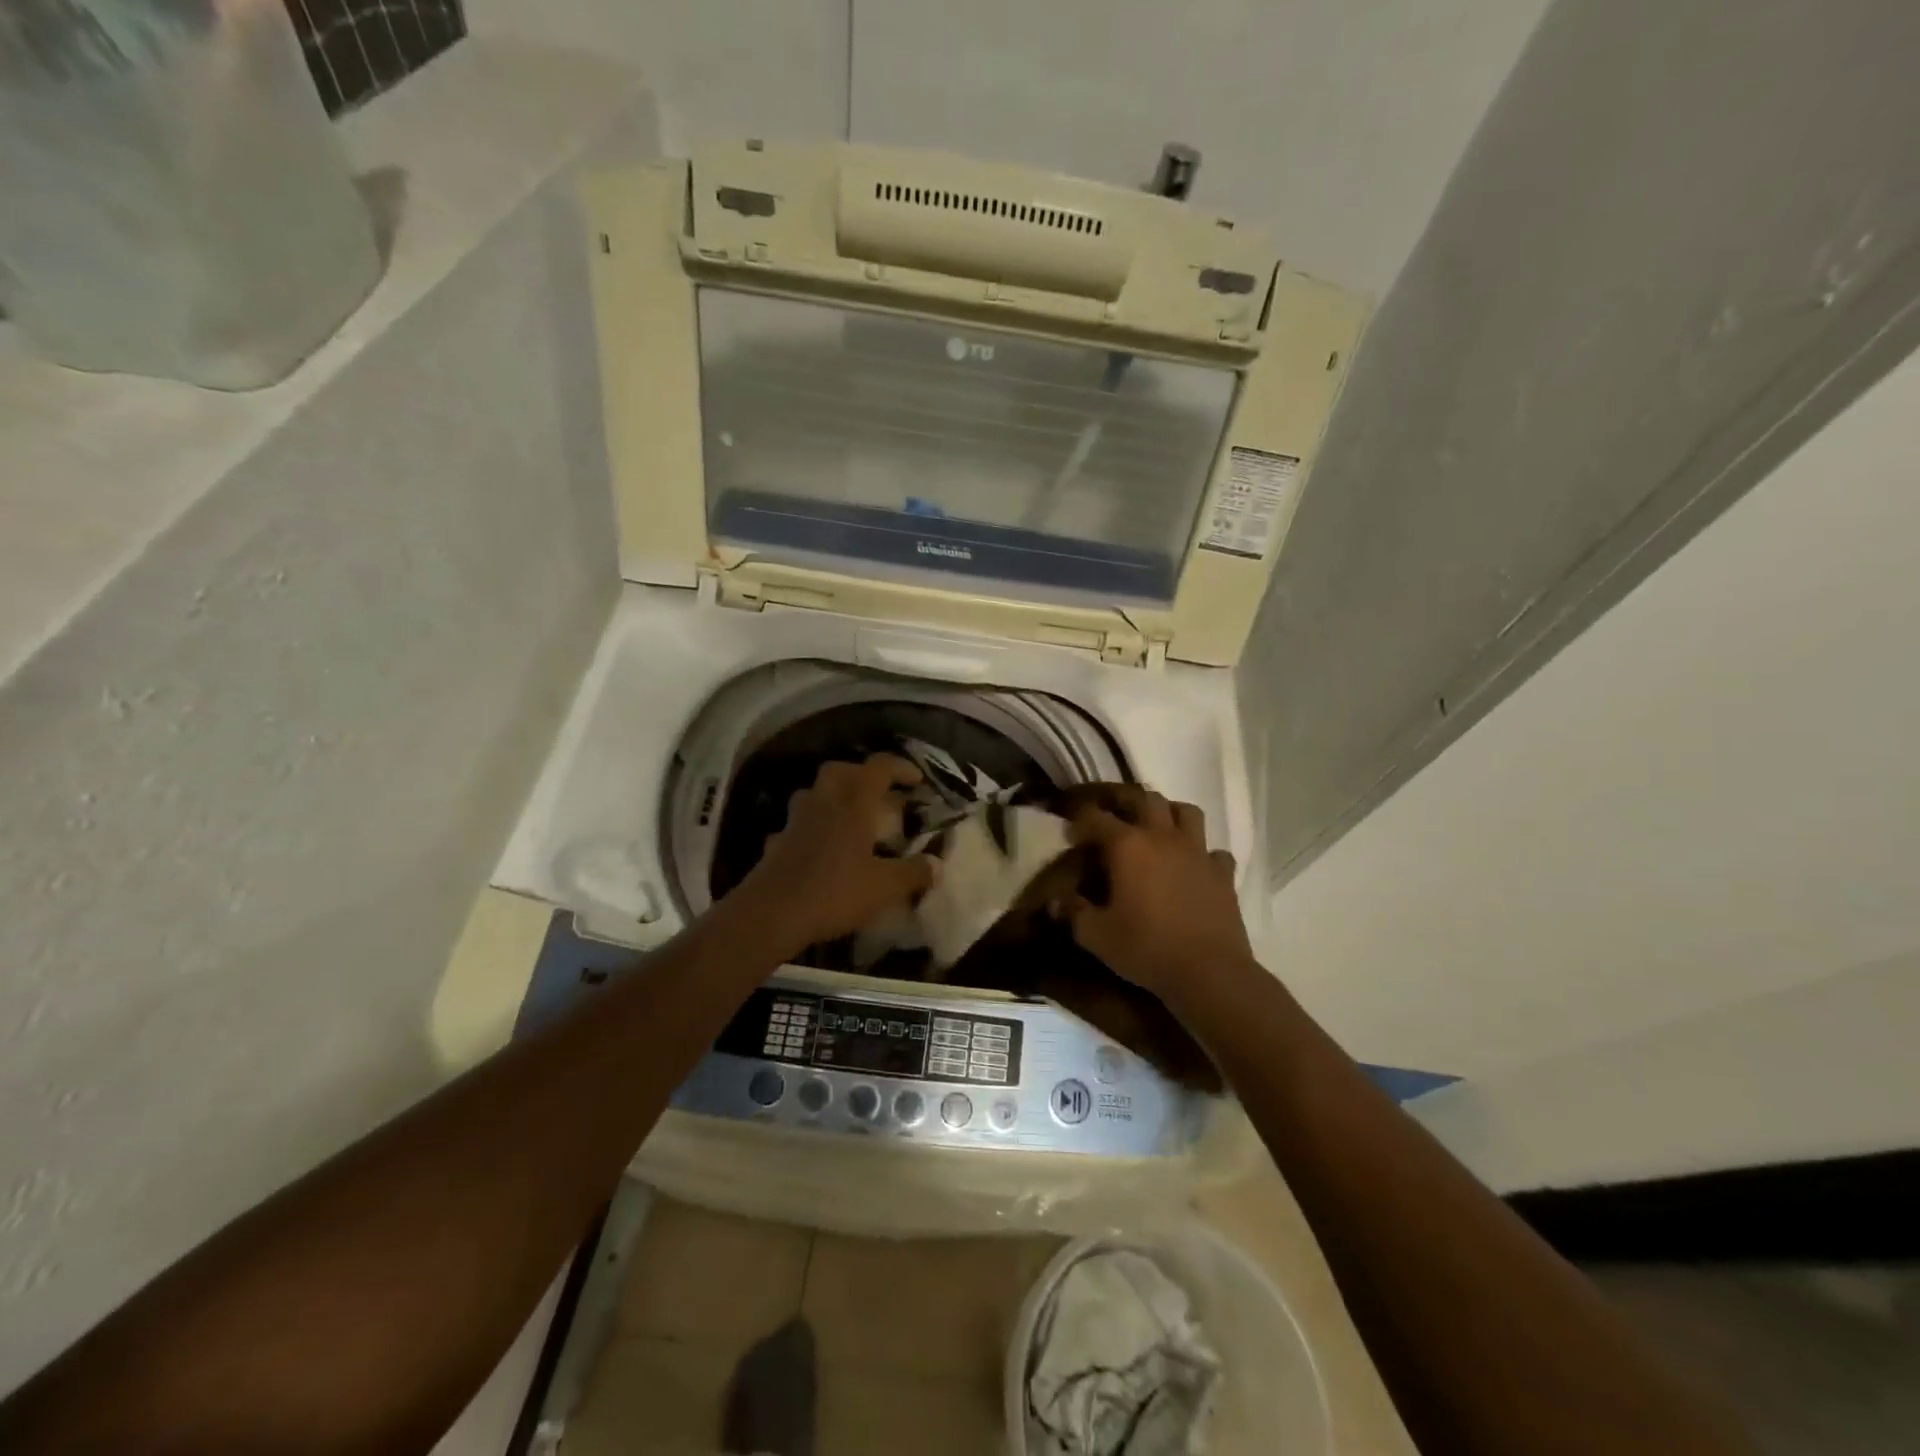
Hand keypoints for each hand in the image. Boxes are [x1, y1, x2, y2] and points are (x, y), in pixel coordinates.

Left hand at [735, 755, 935, 953]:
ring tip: (852, 817)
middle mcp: (824, 801)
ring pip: (817, 793)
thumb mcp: (884, 887)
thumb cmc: (834, 891)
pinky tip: (822, 847)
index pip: (879, 767)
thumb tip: (936, 864)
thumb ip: (913, 873)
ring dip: (835, 797)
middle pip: (842, 771)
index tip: (917, 781)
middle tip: (881, 795)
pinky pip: (799, 824)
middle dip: (864, 776)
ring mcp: (796, 819)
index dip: (901, 768)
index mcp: (854, 802)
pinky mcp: (778, 840)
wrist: (771, 913)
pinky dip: (813, 828)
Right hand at [1054, 788, 1253, 998]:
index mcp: (1127, 846)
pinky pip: (1214, 851)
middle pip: (1144, 798)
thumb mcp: (1096, 935)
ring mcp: (1197, 852)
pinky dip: (1203, 853)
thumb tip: (1055, 901)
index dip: (1078, 816)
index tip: (1067, 825)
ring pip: (1185, 811)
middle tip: (1109, 808)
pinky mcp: (1222, 873)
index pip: (1095, 817)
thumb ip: (1073, 912)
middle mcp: (1163, 837)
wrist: (1210, 972)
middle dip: (1123, 798)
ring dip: (1168, 812)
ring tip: (1156, 825)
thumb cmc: (1147, 948)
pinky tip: (1194, 866)